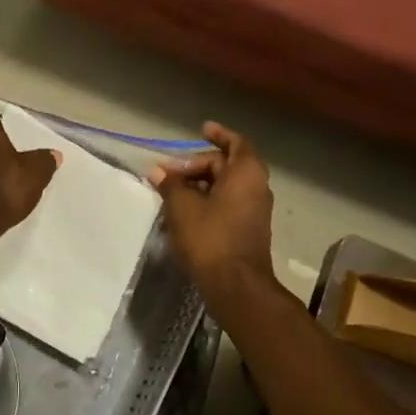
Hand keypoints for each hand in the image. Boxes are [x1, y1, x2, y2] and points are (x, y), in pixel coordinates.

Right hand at [148, 123, 276, 309]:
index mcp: (246, 173)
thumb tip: (158, 172)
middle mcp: (257, 187)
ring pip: (225, 188)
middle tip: (169, 174)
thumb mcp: (182, 207)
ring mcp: (255, 211)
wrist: (236, 286)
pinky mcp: (248, 230)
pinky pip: (228, 206)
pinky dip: (208, 203)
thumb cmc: (210, 238)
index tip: (202, 129)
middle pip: (226, 166)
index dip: (219, 134)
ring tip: (171, 194)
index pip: (235, 143)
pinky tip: (184, 214)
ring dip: (200, 187)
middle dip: (197, 167)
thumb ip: (170, 185)